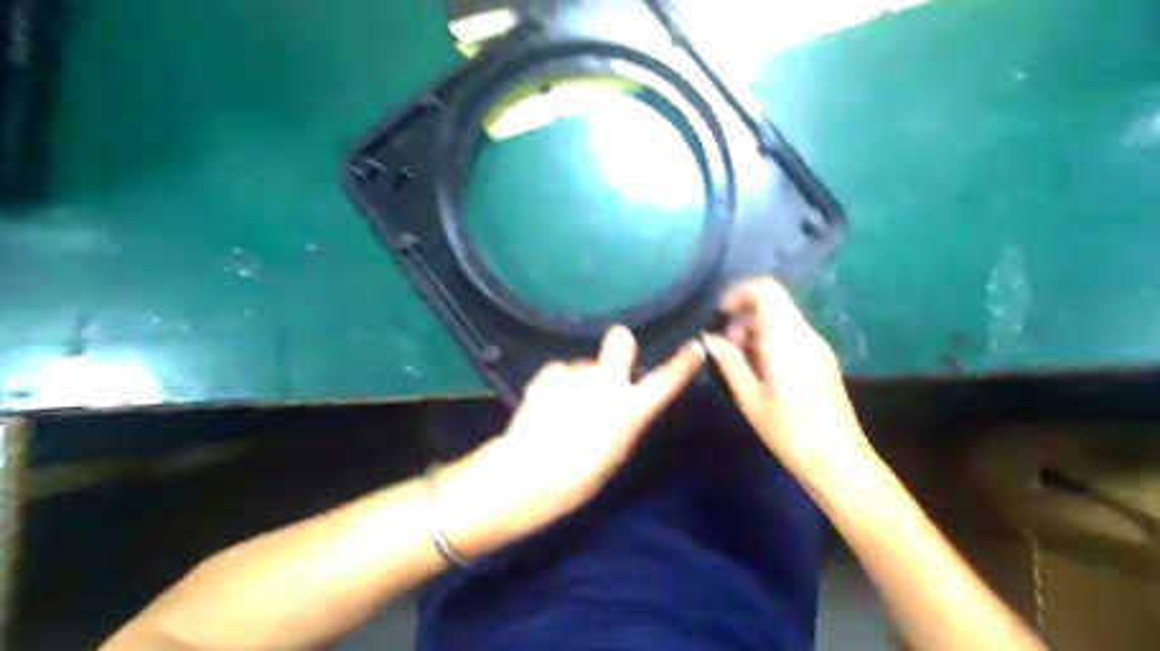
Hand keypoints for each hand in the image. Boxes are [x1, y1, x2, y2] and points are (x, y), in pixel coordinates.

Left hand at [438, 329, 701, 556]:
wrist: (529, 474)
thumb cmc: (579, 477)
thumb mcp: (615, 453)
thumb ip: (626, 420)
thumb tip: (626, 403)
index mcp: (629, 408)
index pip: (666, 380)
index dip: (683, 363)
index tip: (695, 346)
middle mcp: (606, 381)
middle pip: (620, 338)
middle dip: (620, 345)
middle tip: (609, 367)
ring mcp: (574, 374)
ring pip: (584, 365)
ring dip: (580, 379)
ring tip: (564, 407)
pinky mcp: (547, 374)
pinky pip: (559, 372)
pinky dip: (555, 384)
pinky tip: (546, 405)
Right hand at [702, 276, 874, 480]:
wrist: (837, 459)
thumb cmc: (788, 431)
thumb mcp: (749, 398)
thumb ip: (729, 362)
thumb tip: (710, 338)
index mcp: (786, 339)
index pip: (765, 290)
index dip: (738, 294)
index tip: (721, 317)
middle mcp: (805, 334)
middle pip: (773, 301)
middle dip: (743, 315)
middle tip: (727, 346)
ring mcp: (816, 346)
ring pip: (781, 317)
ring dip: (755, 329)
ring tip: (740, 361)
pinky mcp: (821, 359)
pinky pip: (791, 334)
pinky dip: (770, 340)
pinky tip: (760, 370)